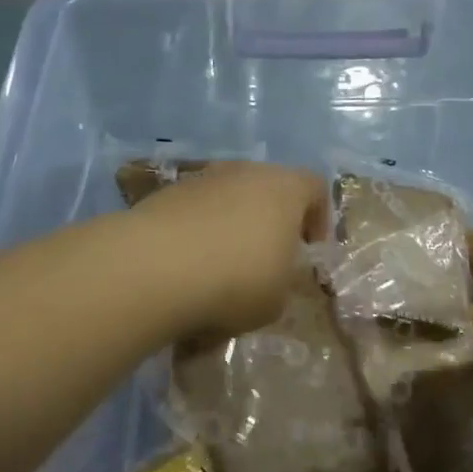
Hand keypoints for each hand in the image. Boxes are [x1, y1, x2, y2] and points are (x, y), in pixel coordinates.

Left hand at [131, 162, 327, 336]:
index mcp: (285, 189)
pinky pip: (193, 213)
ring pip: (227, 199)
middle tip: (266, 260)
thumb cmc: (236, 281)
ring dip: (230, 227)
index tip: (309, 251)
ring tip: (220, 269)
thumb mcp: (278, 298)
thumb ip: (284, 280)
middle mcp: (245, 172)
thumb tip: (273, 276)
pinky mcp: (164, 195)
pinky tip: (187, 269)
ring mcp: (201, 179)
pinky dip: (196, 235)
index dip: (318, 219)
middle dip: (270, 222)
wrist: (155, 268)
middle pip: (268, 189)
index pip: (315, 188)